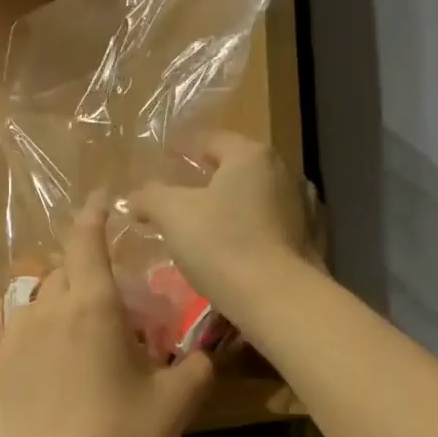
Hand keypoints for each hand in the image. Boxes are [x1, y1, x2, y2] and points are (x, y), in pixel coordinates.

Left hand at [0, 199, 213, 436]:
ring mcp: (12, 343)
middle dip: (85, 277)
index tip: (100, 201)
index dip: (94, 214)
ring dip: (60, 312)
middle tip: (110, 311)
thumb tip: (205, 351)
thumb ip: (195, 366)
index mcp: (91, 307)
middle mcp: (45, 312)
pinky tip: (53, 382)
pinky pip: (19, 342)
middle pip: (63, 273)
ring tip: (79, 348)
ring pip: (38, 306)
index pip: (87, 239)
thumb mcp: (174, 403)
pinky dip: (39, 345)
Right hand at [128, 134, 312, 322]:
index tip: (166, 152)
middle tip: (178, 187)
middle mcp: (281, 172)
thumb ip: (151, 197)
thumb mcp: (172, 214)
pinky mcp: (302, 241)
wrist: (275, 297)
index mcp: (251, 156)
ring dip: (225, 204)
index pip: (212, 139)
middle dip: (206, 175)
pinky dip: (241, 227)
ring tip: (198, 220)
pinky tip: (224, 245)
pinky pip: (262, 224)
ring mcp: (297, 207)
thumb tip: (135, 197)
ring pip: (250, 197)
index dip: (185, 145)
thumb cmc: (221, 243)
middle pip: (234, 167)